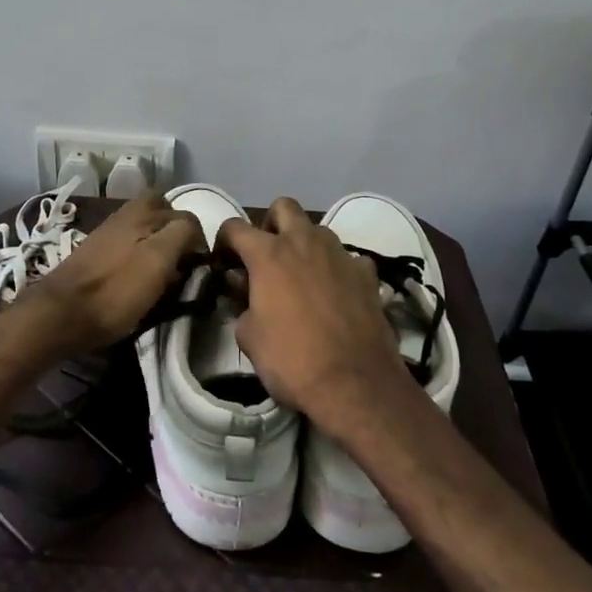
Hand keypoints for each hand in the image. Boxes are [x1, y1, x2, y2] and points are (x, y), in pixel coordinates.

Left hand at [4, 190, 202, 357]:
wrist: (60, 314)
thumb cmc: (115, 290)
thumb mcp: (158, 260)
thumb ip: (182, 235)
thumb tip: (194, 232)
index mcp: (142, 210)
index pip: (187, 216)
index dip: (199, 241)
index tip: (200, 269)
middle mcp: (126, 214)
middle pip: (162, 213)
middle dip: (177, 233)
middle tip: (182, 262)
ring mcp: (108, 232)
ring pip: (144, 228)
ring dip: (158, 244)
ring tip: (163, 273)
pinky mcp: (96, 252)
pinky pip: (128, 243)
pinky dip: (140, 255)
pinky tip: (138, 277)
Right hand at [219, 197, 411, 429]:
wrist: (356, 385)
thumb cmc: (292, 360)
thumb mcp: (249, 337)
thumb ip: (242, 304)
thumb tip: (245, 291)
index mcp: (269, 254)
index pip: (235, 226)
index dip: (224, 241)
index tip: (224, 262)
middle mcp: (305, 242)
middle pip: (284, 207)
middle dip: (271, 224)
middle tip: (267, 256)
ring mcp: (340, 254)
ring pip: (318, 230)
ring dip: (305, 245)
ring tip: (301, 277)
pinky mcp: (367, 273)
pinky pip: (348, 258)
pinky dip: (337, 269)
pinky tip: (336, 294)